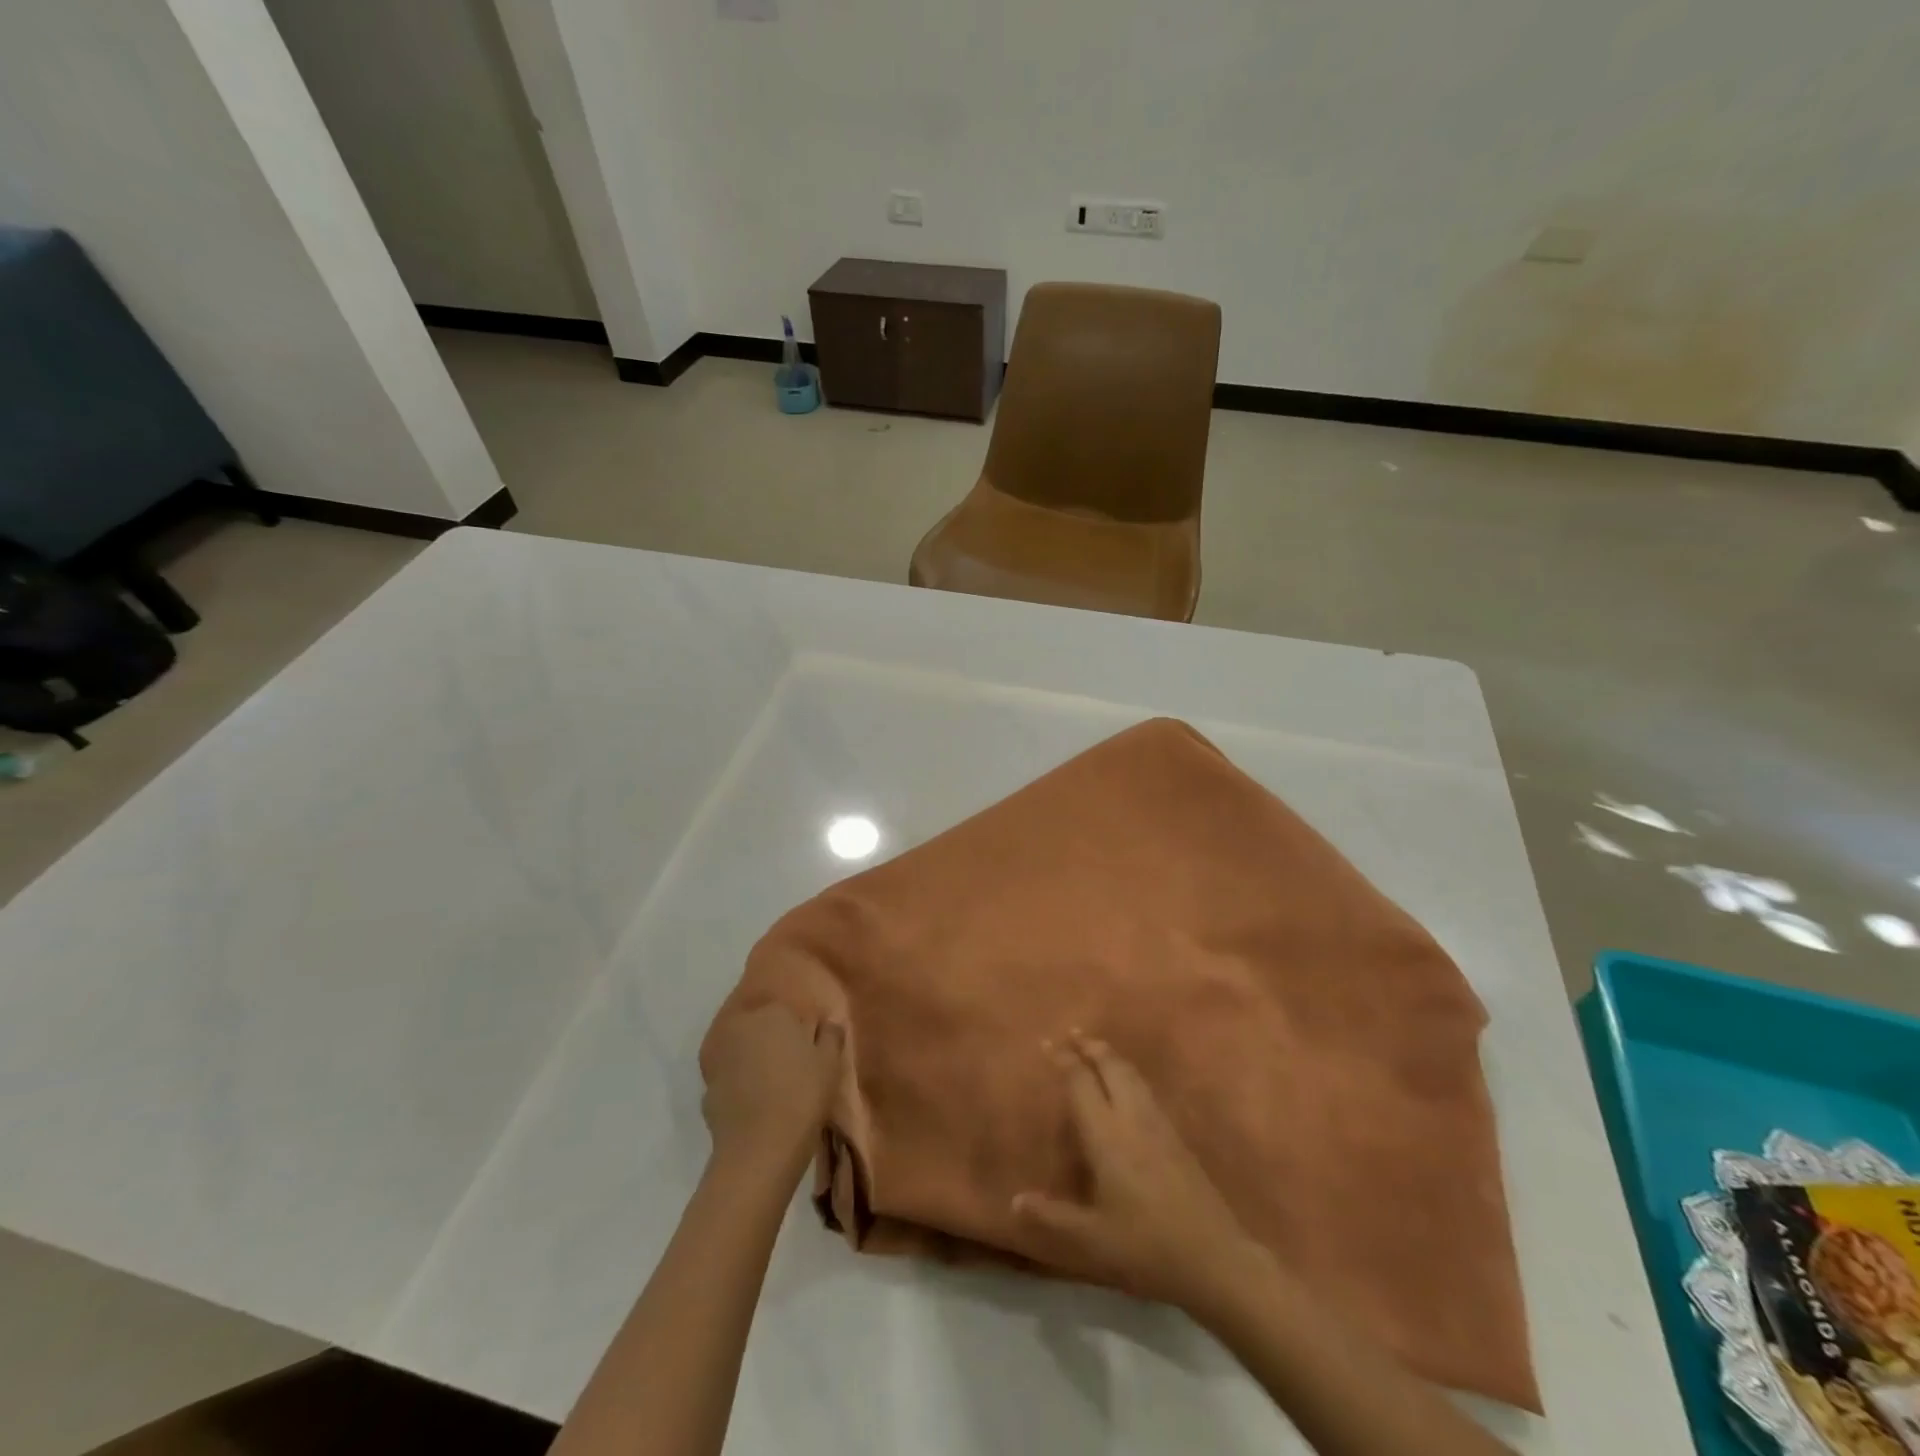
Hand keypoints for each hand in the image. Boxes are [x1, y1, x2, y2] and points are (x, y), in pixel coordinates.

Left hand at [701, 1004, 843, 1167]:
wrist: (759, 1148)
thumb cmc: (802, 1095)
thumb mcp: (830, 1064)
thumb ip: (831, 1036)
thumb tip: (829, 1021)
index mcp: (773, 1012)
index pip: (786, 1011)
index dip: (797, 1029)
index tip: (806, 1048)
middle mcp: (741, 1025)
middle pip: (758, 1025)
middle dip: (770, 1039)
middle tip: (788, 1063)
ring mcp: (718, 1055)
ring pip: (739, 1048)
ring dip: (750, 1058)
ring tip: (769, 1082)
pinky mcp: (705, 1085)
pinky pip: (727, 1076)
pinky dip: (737, 1083)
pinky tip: (751, 1101)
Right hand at [1012, 1031, 1255, 1310]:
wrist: (1214, 1258)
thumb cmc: (1146, 1246)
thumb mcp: (1092, 1239)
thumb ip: (1052, 1218)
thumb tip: (1015, 1201)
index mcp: (1107, 1135)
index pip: (1081, 1082)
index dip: (1062, 1060)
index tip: (1046, 1041)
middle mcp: (1132, 1118)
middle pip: (1111, 1068)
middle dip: (1091, 1047)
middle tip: (1073, 1032)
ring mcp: (1159, 1125)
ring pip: (1132, 1075)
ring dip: (1112, 1057)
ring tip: (1098, 1049)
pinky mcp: (1177, 1137)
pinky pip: (1146, 1090)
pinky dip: (1129, 1074)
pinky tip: (1129, 1086)